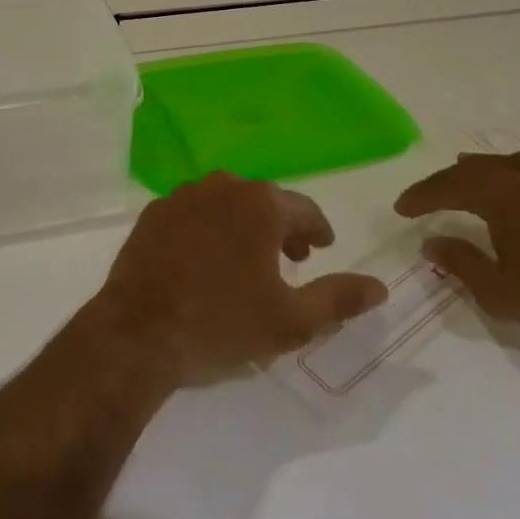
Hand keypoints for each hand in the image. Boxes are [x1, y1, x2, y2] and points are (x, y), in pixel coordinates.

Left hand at [87, 172, 387, 389]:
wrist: (140, 331)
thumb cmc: (222, 325)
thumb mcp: (291, 321)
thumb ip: (339, 299)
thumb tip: (379, 286)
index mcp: (261, 205)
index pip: (304, 209)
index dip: (318, 230)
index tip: (322, 248)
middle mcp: (223, 187)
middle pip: (264, 201)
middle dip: (282, 227)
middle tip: (291, 260)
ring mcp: (183, 195)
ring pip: (226, 203)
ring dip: (244, 224)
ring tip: (248, 259)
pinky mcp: (154, 212)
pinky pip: (193, 212)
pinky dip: (207, 227)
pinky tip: (204, 259)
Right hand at [393, 151, 519, 338]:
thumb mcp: (497, 289)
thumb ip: (458, 263)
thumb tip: (430, 243)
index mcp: (494, 190)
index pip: (443, 187)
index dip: (418, 197)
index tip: (400, 209)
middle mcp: (516, 170)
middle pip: (466, 170)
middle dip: (441, 185)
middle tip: (422, 200)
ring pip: (494, 165)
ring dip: (470, 177)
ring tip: (456, 187)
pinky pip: (518, 169)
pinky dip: (498, 178)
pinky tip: (502, 190)